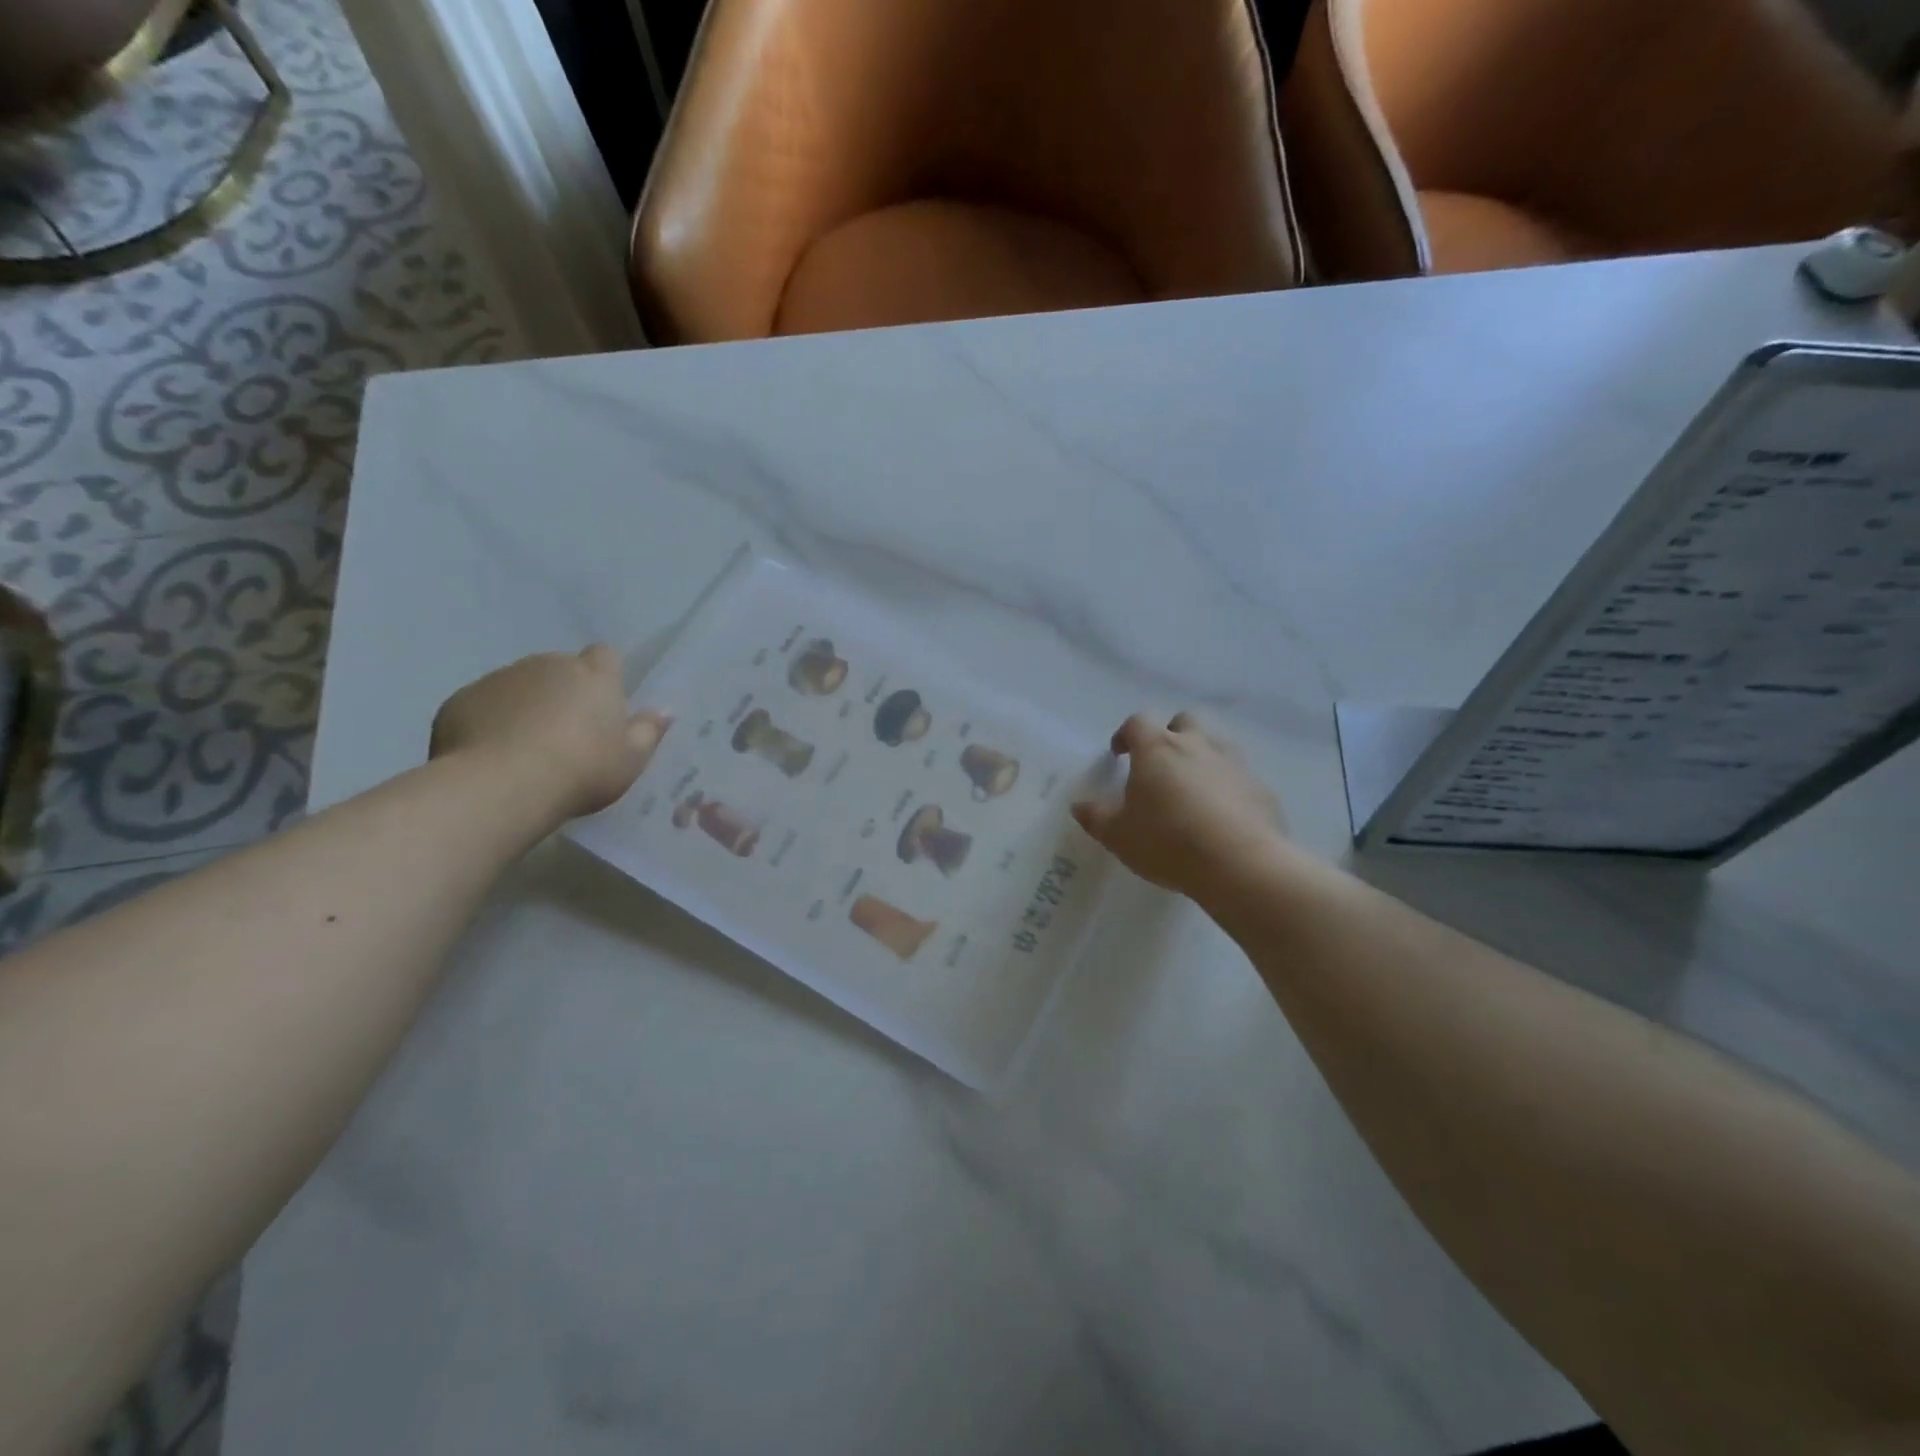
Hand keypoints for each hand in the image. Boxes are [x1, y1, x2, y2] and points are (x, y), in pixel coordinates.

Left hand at [430, 645, 670, 821]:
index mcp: (593, 676)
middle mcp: (547, 665)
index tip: (605, 703)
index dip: (606, 674)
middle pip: (560, 669)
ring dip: (526, 705)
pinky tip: (493, 755)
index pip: (606, 655)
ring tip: (526, 749)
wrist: (501, 786)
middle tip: (568, 734)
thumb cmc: (581, 770)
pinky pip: (483, 705)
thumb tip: (664, 710)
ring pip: (520, 685)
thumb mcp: (631, 760)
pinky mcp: (461, 699)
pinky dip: (491, 721)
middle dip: (564, 692)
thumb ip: (649, 731)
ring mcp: (500, 679)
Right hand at [1073, 712, 1285, 899]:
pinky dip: (1228, 786)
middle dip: (1170, 735)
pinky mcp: (1261, 787)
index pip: (1138, 722)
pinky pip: (1239, 777)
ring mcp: (1234, 763)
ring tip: (1192, 789)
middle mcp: (1197, 745)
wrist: (1240, 864)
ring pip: (1216, 745)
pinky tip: (1222, 815)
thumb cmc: (1168, 842)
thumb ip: (1096, 817)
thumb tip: (1079, 805)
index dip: (1126, 735)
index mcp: (1157, 749)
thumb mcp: (1118, 836)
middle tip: (1160, 765)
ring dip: (1201, 758)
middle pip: (1184, 722)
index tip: (1119, 753)